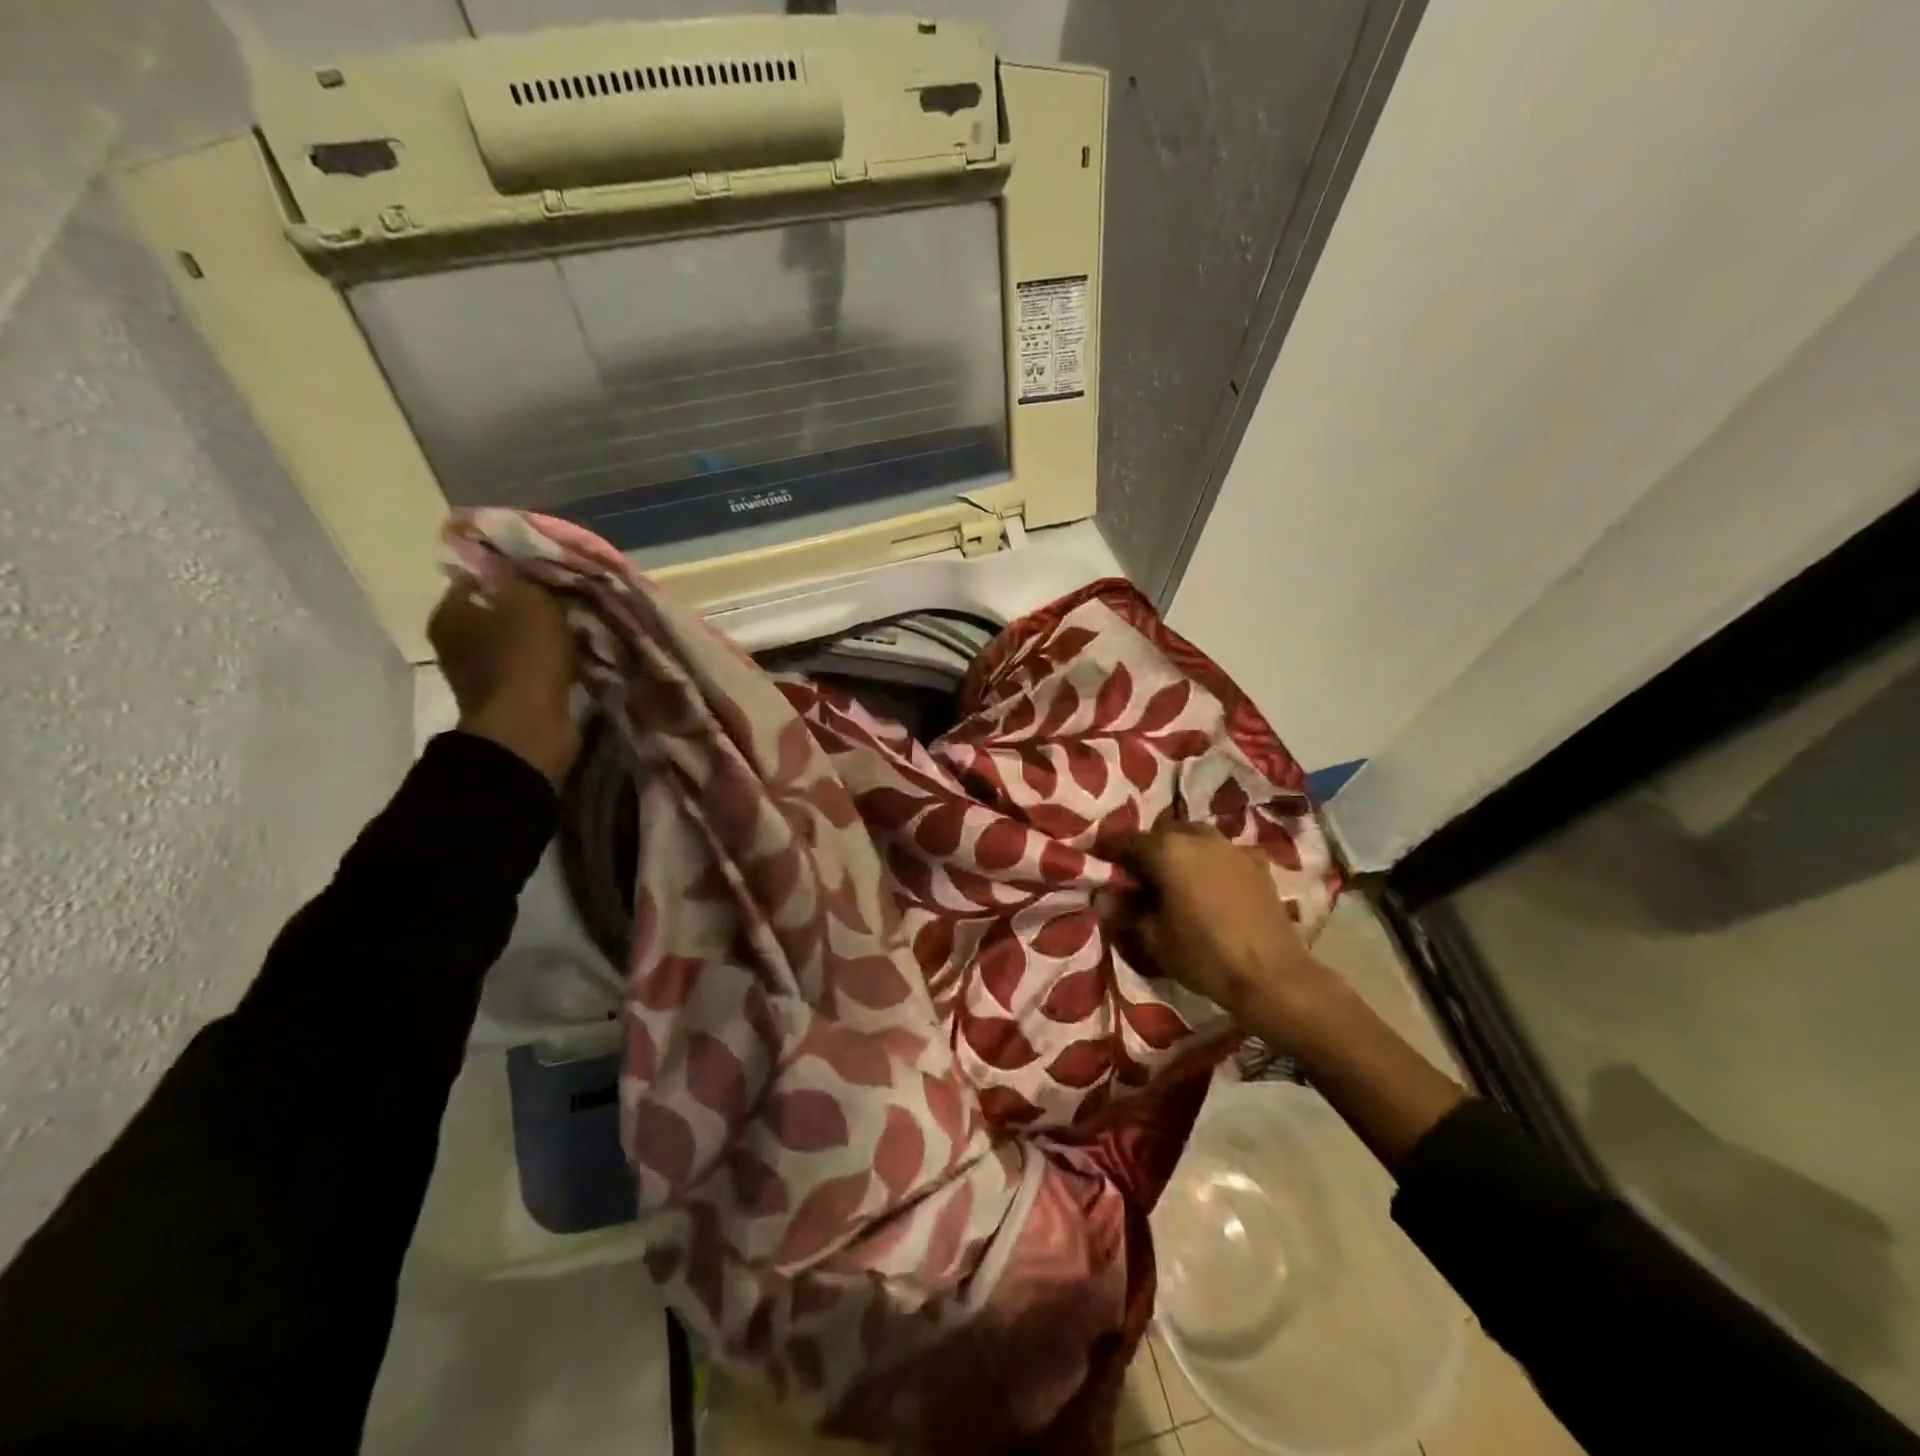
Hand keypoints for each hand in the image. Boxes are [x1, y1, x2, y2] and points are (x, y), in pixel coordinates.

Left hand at [429, 573, 579, 782]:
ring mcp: (481, 672)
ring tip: (580, 628)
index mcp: (451, 612)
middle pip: (501, 610)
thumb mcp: (530, 601)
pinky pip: (533, 667)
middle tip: (569, 600)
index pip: (481, 577)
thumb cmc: (525, 658)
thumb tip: (517, 565)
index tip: (548, 572)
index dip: (514, 572)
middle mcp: (456, 640)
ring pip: (519, 640)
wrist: (530, 728)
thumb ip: (523, 577)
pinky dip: (551, 662)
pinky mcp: (508, 696)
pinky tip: (577, 656)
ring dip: (546, 636)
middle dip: (534, 606)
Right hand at [1104, 824, 1324, 1018]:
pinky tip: (1212, 884)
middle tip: (1139, 873)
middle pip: (1164, 832)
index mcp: (1168, 851)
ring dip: (1181, 850)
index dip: (1109, 850)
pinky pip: (1225, 852)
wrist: (1272, 976)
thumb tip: (1103, 897)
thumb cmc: (1205, 956)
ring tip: (1175, 877)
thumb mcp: (1154, 939)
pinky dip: (1212, 861)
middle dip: (1148, 848)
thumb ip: (1126, 912)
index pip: (1127, 840)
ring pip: (1196, 837)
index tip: (1098, 859)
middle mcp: (1199, 838)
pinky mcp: (1257, 862)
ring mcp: (1232, 847)